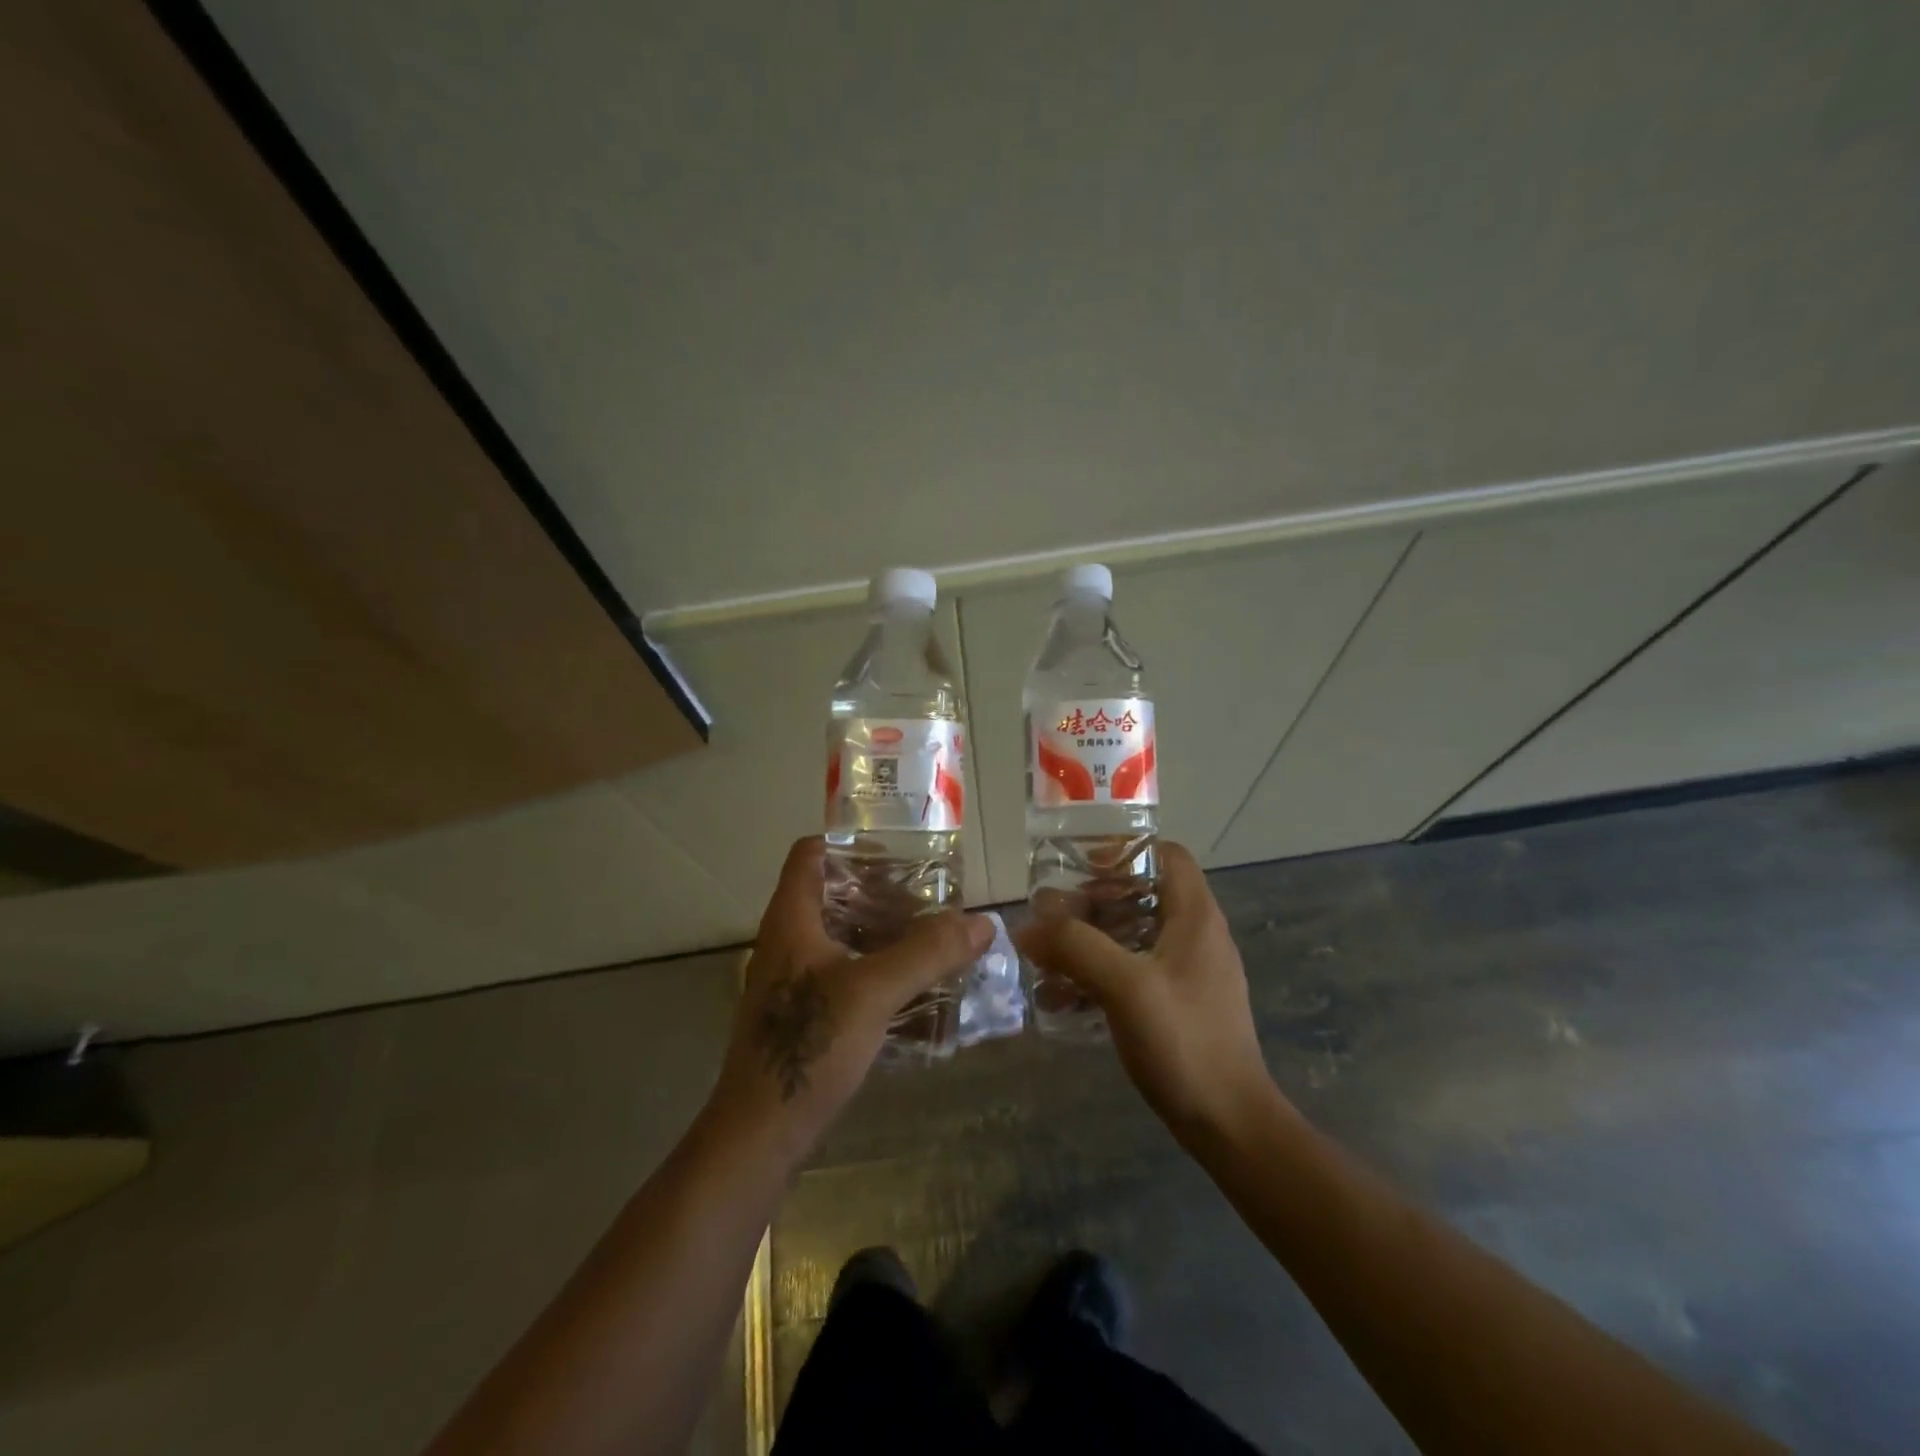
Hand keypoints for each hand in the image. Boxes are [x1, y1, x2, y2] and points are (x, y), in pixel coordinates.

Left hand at [709, 837, 993, 1156]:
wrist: (760, 1135)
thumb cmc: (809, 1046)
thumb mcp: (874, 991)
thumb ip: (927, 953)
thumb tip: (982, 922)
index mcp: (792, 918)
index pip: (812, 853)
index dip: (852, 843)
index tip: (901, 853)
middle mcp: (790, 940)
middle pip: (835, 893)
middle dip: (885, 892)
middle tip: (933, 899)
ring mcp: (795, 980)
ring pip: (845, 937)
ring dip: (887, 934)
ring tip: (935, 939)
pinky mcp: (805, 1015)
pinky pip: (848, 975)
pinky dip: (881, 971)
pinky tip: (918, 989)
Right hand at [1015, 842, 1281, 1143]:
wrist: (1230, 1125)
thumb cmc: (1184, 1041)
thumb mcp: (1124, 985)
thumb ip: (1074, 947)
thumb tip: (1027, 926)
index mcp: (1195, 917)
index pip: (1166, 855)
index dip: (1124, 852)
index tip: (1080, 869)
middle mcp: (1196, 936)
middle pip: (1142, 894)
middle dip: (1093, 902)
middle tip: (1053, 917)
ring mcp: (1189, 973)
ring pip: (1134, 935)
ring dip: (1090, 941)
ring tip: (1049, 958)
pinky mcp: (1179, 1005)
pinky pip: (1134, 972)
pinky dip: (1100, 974)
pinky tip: (1064, 999)